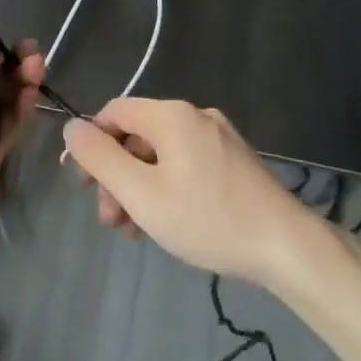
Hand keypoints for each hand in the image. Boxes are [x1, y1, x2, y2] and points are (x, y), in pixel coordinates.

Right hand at [62, 98, 319, 288]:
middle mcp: (194, 115)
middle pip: (137, 135)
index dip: (91, 145)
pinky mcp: (233, 160)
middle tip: (111, 221)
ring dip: (139, 187)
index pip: (113, 112)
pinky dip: (166, 187)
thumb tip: (71, 127)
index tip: (85, 186)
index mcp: (170, 115)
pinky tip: (165, 222)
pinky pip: (185, 163)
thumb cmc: (208, 219)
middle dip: (116, 175)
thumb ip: (101, 159)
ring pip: (160, 154)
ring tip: (135, 231)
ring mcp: (218, 137)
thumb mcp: (142, 194)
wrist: (288, 247)